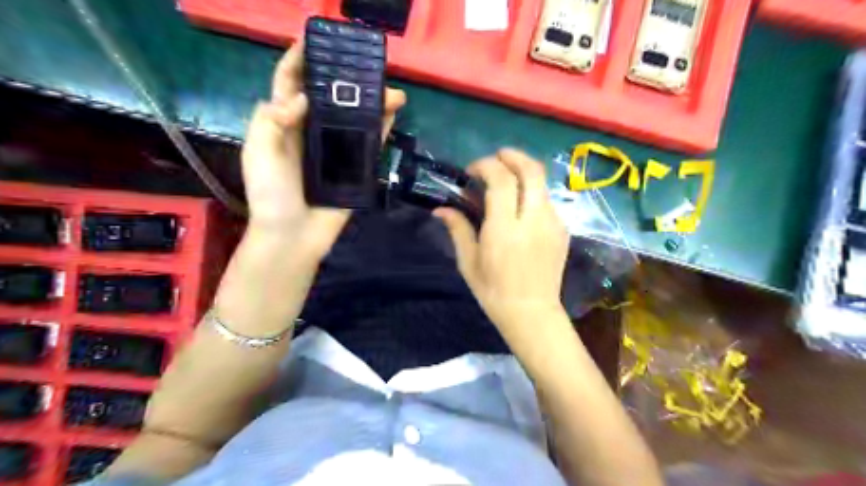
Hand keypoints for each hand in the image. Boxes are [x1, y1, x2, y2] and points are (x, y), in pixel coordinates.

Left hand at [241, 42, 408, 261]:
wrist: (293, 235)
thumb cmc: (271, 194)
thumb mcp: (259, 152)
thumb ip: (271, 119)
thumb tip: (303, 97)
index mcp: (284, 125)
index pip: (289, 84)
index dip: (299, 60)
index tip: (314, 40)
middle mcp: (311, 133)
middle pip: (330, 99)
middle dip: (346, 80)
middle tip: (366, 66)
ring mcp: (335, 151)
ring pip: (355, 119)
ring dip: (372, 103)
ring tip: (392, 91)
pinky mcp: (354, 169)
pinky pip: (370, 145)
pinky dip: (381, 129)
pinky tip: (393, 115)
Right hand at [437, 148, 573, 336]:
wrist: (532, 313)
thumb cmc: (493, 291)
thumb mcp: (469, 262)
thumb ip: (458, 229)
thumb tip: (441, 209)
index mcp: (505, 229)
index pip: (501, 180)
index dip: (486, 165)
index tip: (472, 171)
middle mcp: (533, 220)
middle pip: (531, 170)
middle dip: (513, 155)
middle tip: (496, 158)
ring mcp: (553, 224)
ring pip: (542, 183)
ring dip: (523, 173)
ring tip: (507, 181)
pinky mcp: (563, 230)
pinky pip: (547, 200)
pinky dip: (532, 193)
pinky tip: (520, 207)